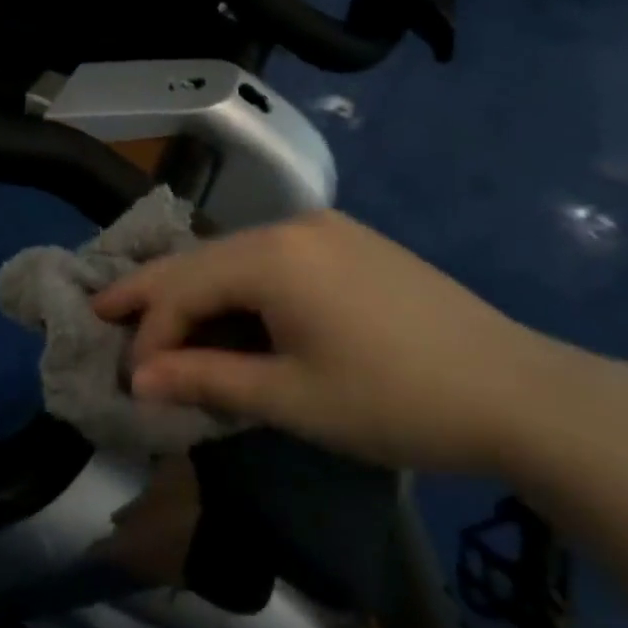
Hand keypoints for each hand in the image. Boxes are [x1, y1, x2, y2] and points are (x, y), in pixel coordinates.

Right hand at [93, 211, 576, 473]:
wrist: (520, 392)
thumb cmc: (395, 400)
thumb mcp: (292, 398)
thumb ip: (207, 380)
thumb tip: (138, 379)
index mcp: (273, 256)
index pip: (183, 287)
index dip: (149, 332)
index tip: (130, 377)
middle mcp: (292, 226)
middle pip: (203, 259)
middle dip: (155, 294)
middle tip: (107, 313)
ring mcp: (326, 229)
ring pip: (236, 256)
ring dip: (198, 291)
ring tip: (163, 321)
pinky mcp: (351, 244)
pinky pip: (273, 258)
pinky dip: (240, 286)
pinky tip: (232, 312)